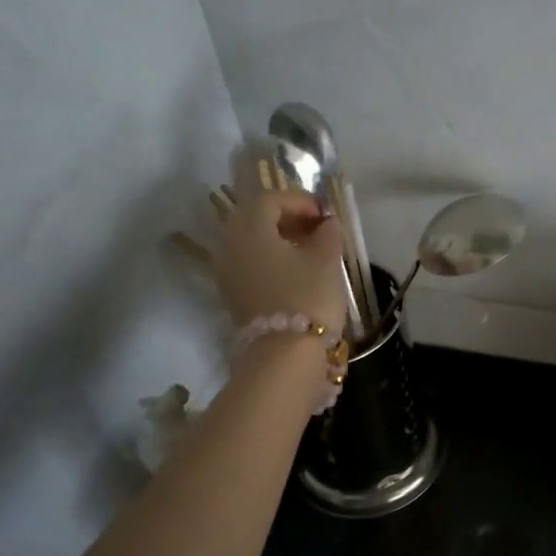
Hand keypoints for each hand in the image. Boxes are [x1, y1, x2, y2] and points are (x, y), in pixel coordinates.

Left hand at [214, 189, 347, 334]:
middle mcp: (230, 246)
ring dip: (278, 239)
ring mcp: (227, 273)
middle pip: (254, 219)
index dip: (299, 200)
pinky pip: (249, 264)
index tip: (325, 213)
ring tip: (309, 250)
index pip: (269, 200)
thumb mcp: (326, 260)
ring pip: (251, 243)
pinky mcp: (233, 296)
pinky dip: (271, 259)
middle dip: (286, 218)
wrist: (284, 355)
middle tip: (316, 227)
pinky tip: (296, 272)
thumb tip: (327, 222)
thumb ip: (328, 233)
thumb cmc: (307, 297)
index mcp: (250, 229)